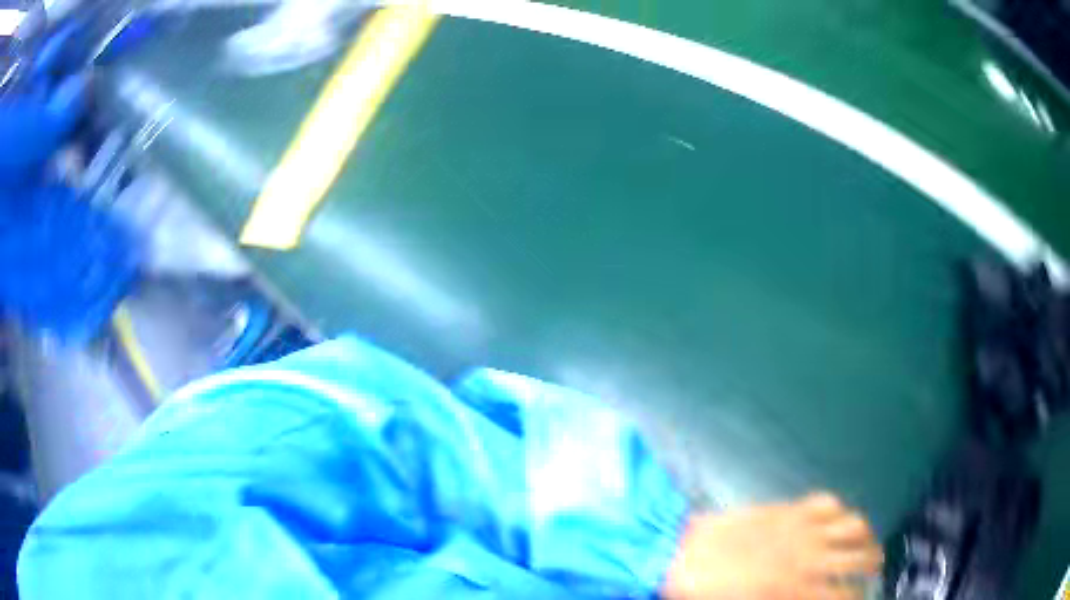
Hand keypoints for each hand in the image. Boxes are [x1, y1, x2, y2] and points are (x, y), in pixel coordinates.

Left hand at [661, 492, 882, 599]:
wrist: (679, 555)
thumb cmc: (710, 594)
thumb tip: (811, 597)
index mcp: (798, 588)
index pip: (845, 595)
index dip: (857, 598)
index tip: (861, 597)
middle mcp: (810, 556)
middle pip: (861, 556)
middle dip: (872, 563)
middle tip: (872, 568)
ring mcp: (802, 528)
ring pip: (853, 524)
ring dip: (865, 533)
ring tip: (864, 540)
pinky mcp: (789, 508)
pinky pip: (827, 502)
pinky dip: (836, 510)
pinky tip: (832, 519)